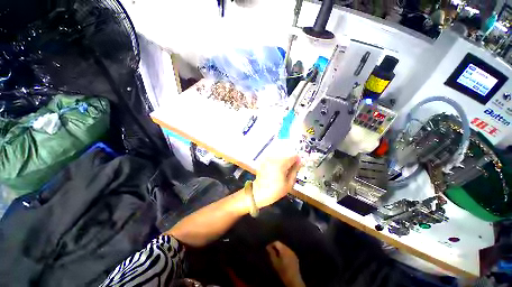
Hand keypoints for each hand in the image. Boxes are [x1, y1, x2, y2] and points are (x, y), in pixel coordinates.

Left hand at [252, 155, 300, 207]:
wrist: (259, 193)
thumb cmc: (275, 190)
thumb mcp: (289, 183)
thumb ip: (295, 171)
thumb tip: (300, 162)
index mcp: (281, 164)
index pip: (293, 156)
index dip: (297, 161)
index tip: (298, 167)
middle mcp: (274, 159)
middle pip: (286, 156)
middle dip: (290, 163)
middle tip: (289, 172)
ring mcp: (268, 159)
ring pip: (280, 158)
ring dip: (283, 163)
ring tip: (282, 173)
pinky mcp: (264, 161)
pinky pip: (274, 160)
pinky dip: (277, 164)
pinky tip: (275, 172)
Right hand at [267, 241, 304, 286]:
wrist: (294, 280)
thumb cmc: (283, 271)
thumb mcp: (275, 263)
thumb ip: (271, 253)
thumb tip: (268, 247)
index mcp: (284, 249)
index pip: (277, 242)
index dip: (271, 244)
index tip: (267, 248)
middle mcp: (289, 249)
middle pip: (281, 244)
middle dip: (276, 247)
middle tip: (271, 252)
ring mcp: (293, 253)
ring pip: (285, 248)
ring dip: (280, 250)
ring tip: (276, 255)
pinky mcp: (295, 257)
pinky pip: (288, 251)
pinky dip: (284, 253)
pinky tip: (282, 258)